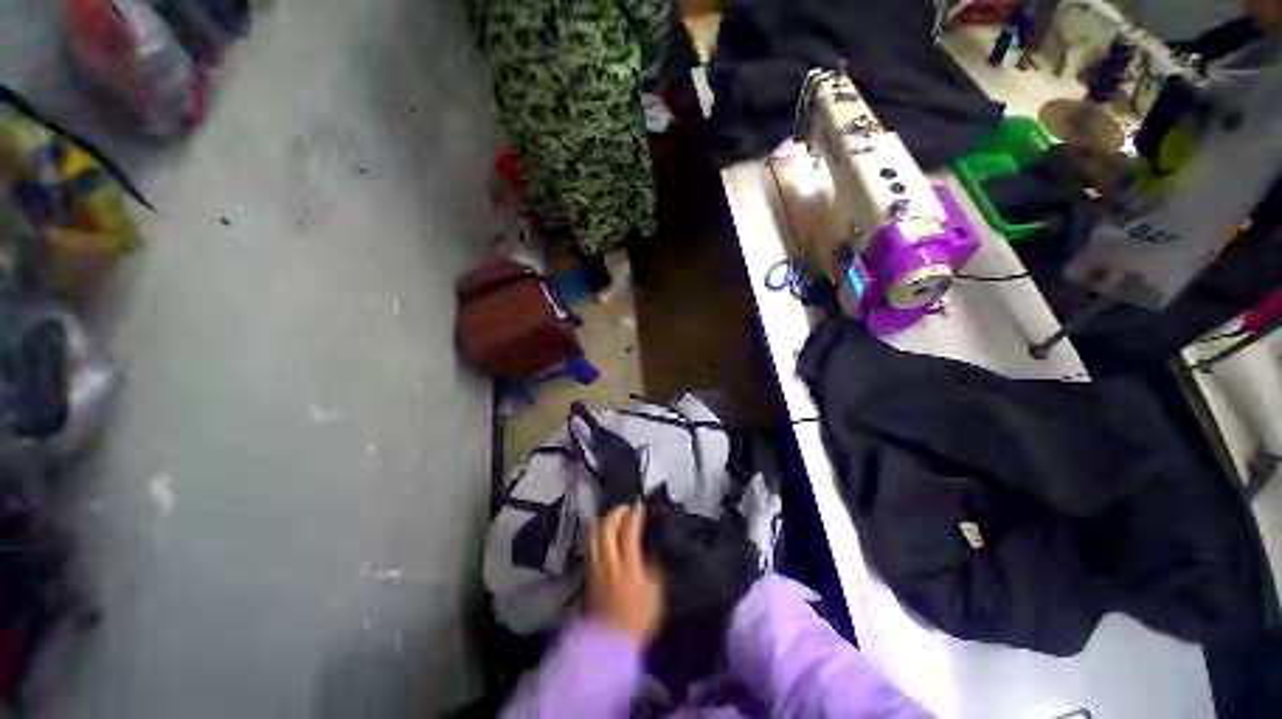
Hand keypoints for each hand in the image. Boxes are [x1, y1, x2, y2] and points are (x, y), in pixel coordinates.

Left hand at [587, 503, 663, 646]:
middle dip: (617, 512)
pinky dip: (596, 533)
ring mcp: (595, 568)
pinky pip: (590, 545)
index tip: (640, 504)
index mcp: (629, 568)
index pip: (629, 532)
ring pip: (593, 534)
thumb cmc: (639, 619)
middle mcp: (609, 563)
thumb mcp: (656, 593)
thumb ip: (655, 565)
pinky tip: (603, 533)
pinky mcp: (588, 573)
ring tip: (614, 517)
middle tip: (627, 508)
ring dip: (603, 519)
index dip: (635, 515)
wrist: (612, 644)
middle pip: (607, 527)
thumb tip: (654, 544)